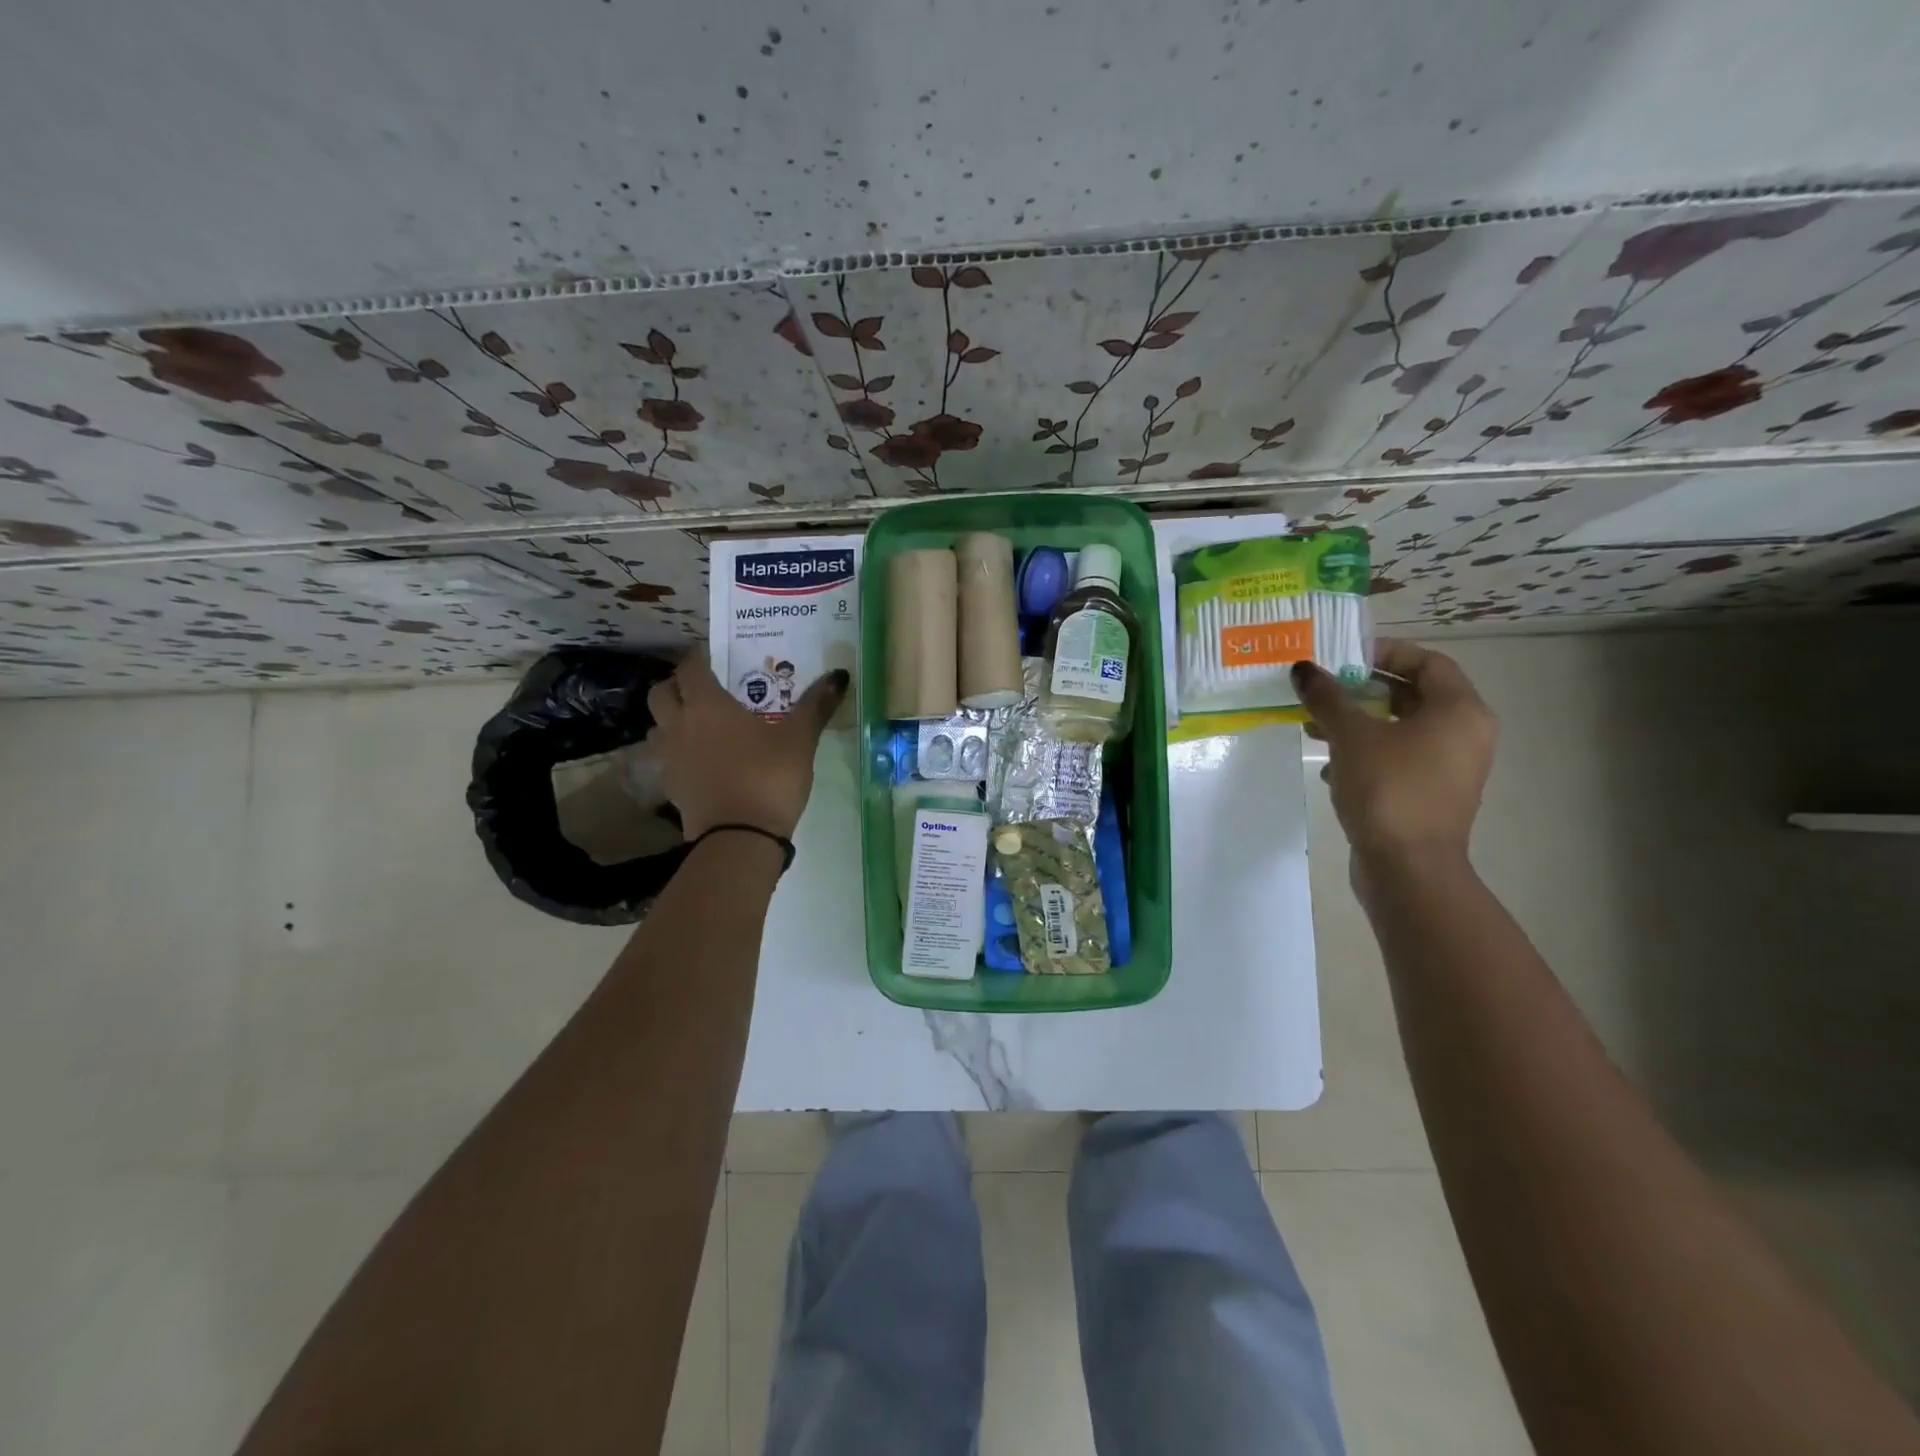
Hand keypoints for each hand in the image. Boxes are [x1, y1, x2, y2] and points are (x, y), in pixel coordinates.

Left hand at [646, 656, 847, 840]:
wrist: (739, 838)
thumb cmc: (769, 776)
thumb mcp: (800, 739)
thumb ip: (816, 705)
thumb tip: (840, 675)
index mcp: (707, 704)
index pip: (690, 667)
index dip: (700, 658)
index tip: (716, 657)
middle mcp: (679, 724)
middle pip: (662, 693)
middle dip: (677, 685)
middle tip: (704, 689)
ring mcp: (670, 758)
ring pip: (657, 726)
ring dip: (671, 719)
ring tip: (699, 725)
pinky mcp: (671, 788)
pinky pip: (666, 759)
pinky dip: (678, 753)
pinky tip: (702, 762)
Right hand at [1292, 639, 1496, 865]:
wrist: (1408, 868)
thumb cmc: (1388, 789)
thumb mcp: (1351, 736)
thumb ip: (1327, 698)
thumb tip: (1303, 668)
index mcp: (1459, 710)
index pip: (1426, 661)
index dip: (1384, 652)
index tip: (1342, 657)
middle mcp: (1464, 734)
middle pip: (1411, 694)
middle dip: (1362, 690)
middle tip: (1322, 689)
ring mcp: (1449, 767)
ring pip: (1400, 729)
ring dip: (1357, 723)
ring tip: (1314, 727)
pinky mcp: (1429, 794)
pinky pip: (1397, 758)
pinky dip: (1365, 754)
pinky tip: (1330, 767)